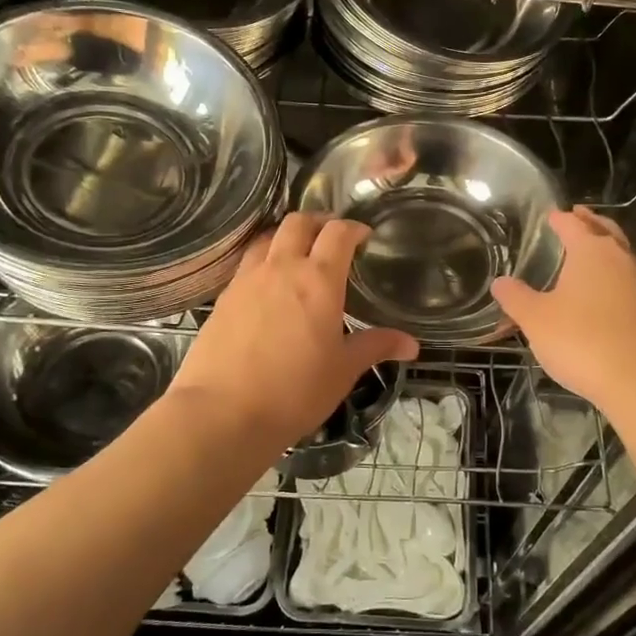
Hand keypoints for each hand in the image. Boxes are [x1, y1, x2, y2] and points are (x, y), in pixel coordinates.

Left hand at [168, 212, 418, 454]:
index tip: (364, 236)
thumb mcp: (344, 370)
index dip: (354, 227)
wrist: (223, 413)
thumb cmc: (295, 391)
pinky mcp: (224, 297)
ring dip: (287, 236)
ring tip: (298, 254)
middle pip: (299, 222)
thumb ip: (376, 347)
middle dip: (319, 222)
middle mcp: (281, 267)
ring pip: (267, 237)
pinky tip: (268, 286)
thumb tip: (412, 345)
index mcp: (318, 279)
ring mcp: (247, 279)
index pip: (338, 233)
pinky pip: (247, 263)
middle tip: (332, 238)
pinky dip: (263, 260)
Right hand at [492, 207, 635, 414]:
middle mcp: (620, 259)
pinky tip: (602, 293)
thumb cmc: (582, 341)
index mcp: (591, 251)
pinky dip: (613, 276)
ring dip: (605, 248)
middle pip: (605, 231)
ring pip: (621, 255)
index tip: (550, 215)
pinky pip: (628, 281)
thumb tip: (500, 282)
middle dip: (590, 222)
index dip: (559, 219)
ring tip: (588, 253)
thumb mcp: (536, 320)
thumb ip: (516, 298)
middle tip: (577, 215)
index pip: (572, 224)